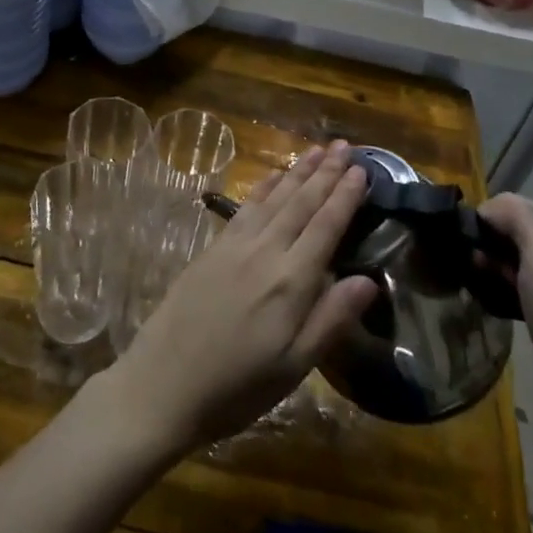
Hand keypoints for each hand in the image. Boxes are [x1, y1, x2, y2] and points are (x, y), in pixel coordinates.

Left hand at [100, 141, 380, 455]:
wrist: (163, 384)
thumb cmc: (236, 387)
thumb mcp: (293, 366)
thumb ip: (331, 319)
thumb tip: (369, 279)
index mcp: (290, 282)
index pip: (325, 227)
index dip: (345, 197)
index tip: (362, 170)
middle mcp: (264, 252)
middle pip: (300, 203)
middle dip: (325, 172)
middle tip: (345, 146)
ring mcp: (235, 246)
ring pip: (273, 198)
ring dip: (297, 172)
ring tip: (316, 149)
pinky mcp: (212, 248)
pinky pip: (245, 207)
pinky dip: (263, 187)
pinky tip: (273, 177)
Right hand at [477, 194, 532, 459]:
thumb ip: (517, 217)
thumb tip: (489, 208)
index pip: (515, 204)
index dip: (487, 216)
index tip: (465, 239)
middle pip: (514, 233)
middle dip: (487, 244)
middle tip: (469, 266)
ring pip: (513, 263)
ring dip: (491, 270)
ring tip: (474, 286)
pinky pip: (518, 292)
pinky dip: (501, 293)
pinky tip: (490, 306)